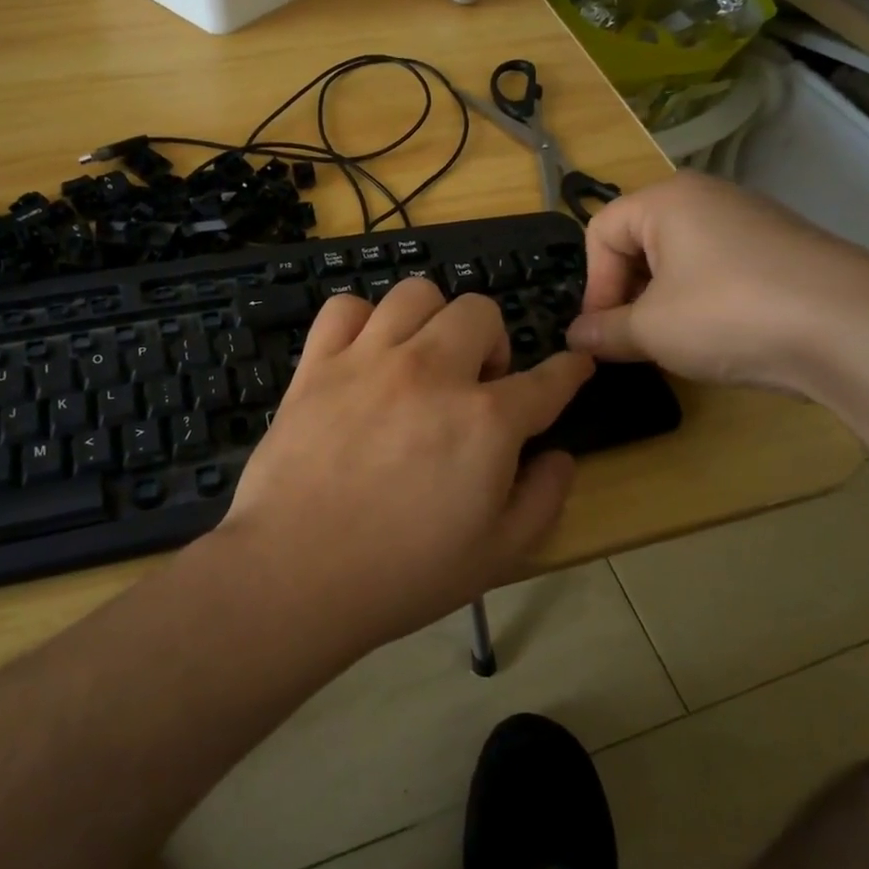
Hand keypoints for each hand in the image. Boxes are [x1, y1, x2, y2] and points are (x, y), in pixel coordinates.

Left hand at [218, 278, 593, 647]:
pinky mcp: (318, 363)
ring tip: (422, 359)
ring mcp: (370, 359)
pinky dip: (362, 321)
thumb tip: (559, 456)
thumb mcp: (498, 556)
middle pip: (479, 312)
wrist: (295, 573)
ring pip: (416, 294)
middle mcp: (432, 371)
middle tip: (476, 385)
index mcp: (486, 420)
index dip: (569, 372)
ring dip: (432, 321)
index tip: (573, 367)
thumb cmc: (401, 574)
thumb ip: (543, 499)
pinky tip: (364, 354)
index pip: (547, 380)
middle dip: (492, 342)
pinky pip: (345, 308)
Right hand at [565, 172, 868, 394]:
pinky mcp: (781, 250)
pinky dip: (703, 301)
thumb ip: (603, 332)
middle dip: (626, 292)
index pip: (600, 232)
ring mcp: (750, 221)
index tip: (601, 331)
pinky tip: (719, 336)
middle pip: (639, 241)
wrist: (852, 328)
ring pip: (679, 259)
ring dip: (662, 300)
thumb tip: (574, 337)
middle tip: (632, 338)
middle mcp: (706, 198)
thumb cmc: (728, 314)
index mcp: (666, 200)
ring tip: (673, 342)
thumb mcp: (651, 329)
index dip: (593, 285)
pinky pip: (718, 269)